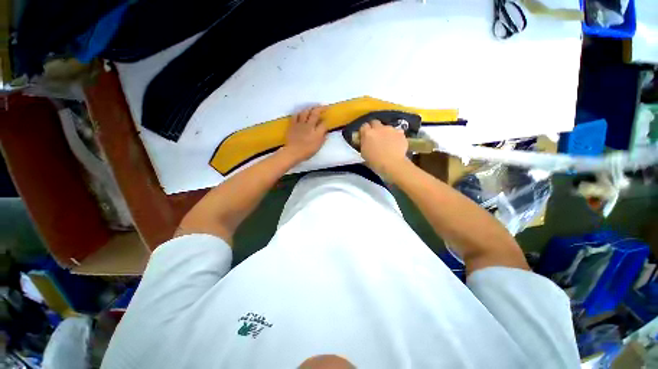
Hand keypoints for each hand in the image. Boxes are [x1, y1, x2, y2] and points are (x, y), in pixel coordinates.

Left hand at [283, 106, 327, 161]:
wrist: (293, 152)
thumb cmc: (307, 152)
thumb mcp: (318, 146)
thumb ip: (323, 138)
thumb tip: (326, 132)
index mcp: (317, 133)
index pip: (324, 124)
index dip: (326, 122)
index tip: (326, 121)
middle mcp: (309, 126)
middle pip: (315, 113)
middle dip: (321, 108)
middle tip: (324, 106)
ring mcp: (300, 124)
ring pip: (305, 112)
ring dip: (310, 108)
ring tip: (313, 108)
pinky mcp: (293, 124)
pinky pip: (296, 115)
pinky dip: (299, 113)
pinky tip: (301, 113)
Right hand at [359, 120, 409, 175]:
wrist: (392, 164)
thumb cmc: (375, 162)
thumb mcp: (364, 154)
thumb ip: (363, 145)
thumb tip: (364, 142)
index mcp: (367, 134)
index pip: (363, 126)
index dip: (364, 131)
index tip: (364, 136)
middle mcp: (378, 128)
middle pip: (375, 122)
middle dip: (374, 128)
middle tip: (375, 137)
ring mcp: (390, 129)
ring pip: (386, 127)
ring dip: (385, 132)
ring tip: (387, 142)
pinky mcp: (400, 133)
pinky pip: (396, 132)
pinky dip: (395, 136)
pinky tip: (396, 144)